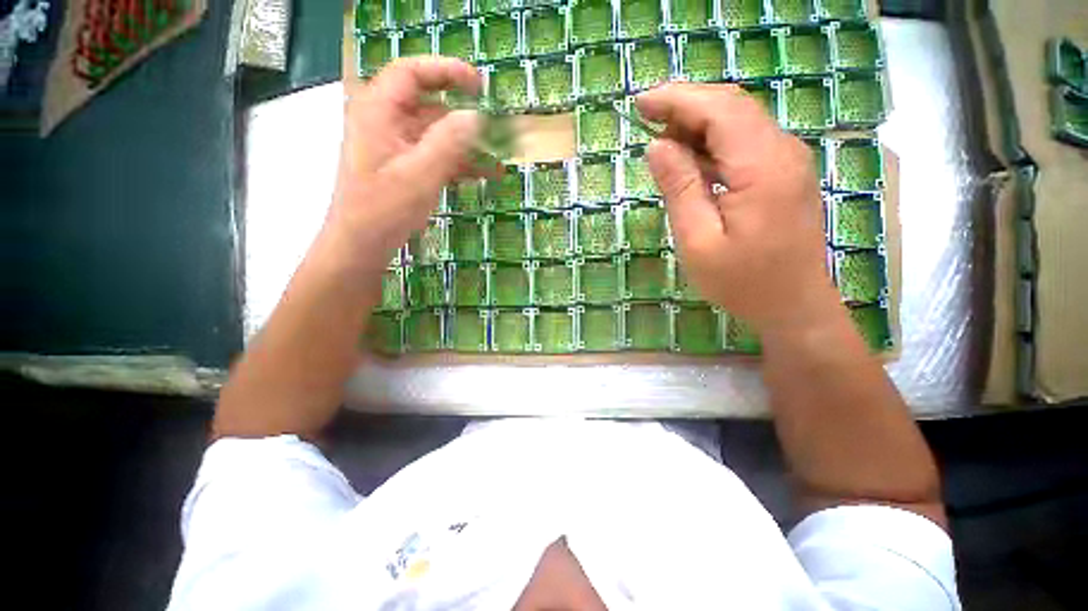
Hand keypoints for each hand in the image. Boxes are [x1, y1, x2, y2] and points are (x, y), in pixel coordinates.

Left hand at [324, 57, 481, 272]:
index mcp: (379, 111)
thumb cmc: (383, 208)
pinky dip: (459, 163)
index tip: (480, 86)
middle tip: (497, 131)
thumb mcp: (419, 174)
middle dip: (465, 119)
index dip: (447, 72)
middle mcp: (387, 122)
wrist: (362, 244)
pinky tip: (483, 174)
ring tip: (498, 162)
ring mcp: (397, 146)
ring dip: (468, 147)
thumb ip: (449, 142)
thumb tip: (477, 116)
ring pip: (437, 136)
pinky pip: (436, 156)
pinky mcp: (406, 167)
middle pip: (430, 107)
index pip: (412, 73)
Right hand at [636, 83, 840, 332]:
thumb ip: (679, 189)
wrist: (793, 305)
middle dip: (686, 105)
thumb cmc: (742, 281)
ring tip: (662, 140)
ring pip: (739, 121)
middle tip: (646, 119)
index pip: (719, 110)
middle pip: (732, 107)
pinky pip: (745, 142)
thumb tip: (657, 146)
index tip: (640, 103)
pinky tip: (690, 158)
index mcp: (762, 167)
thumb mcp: (698, 241)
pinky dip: (713, 142)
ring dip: (698, 123)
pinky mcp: (784, 174)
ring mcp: (788, 161)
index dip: (677, 100)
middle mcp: (782, 152)